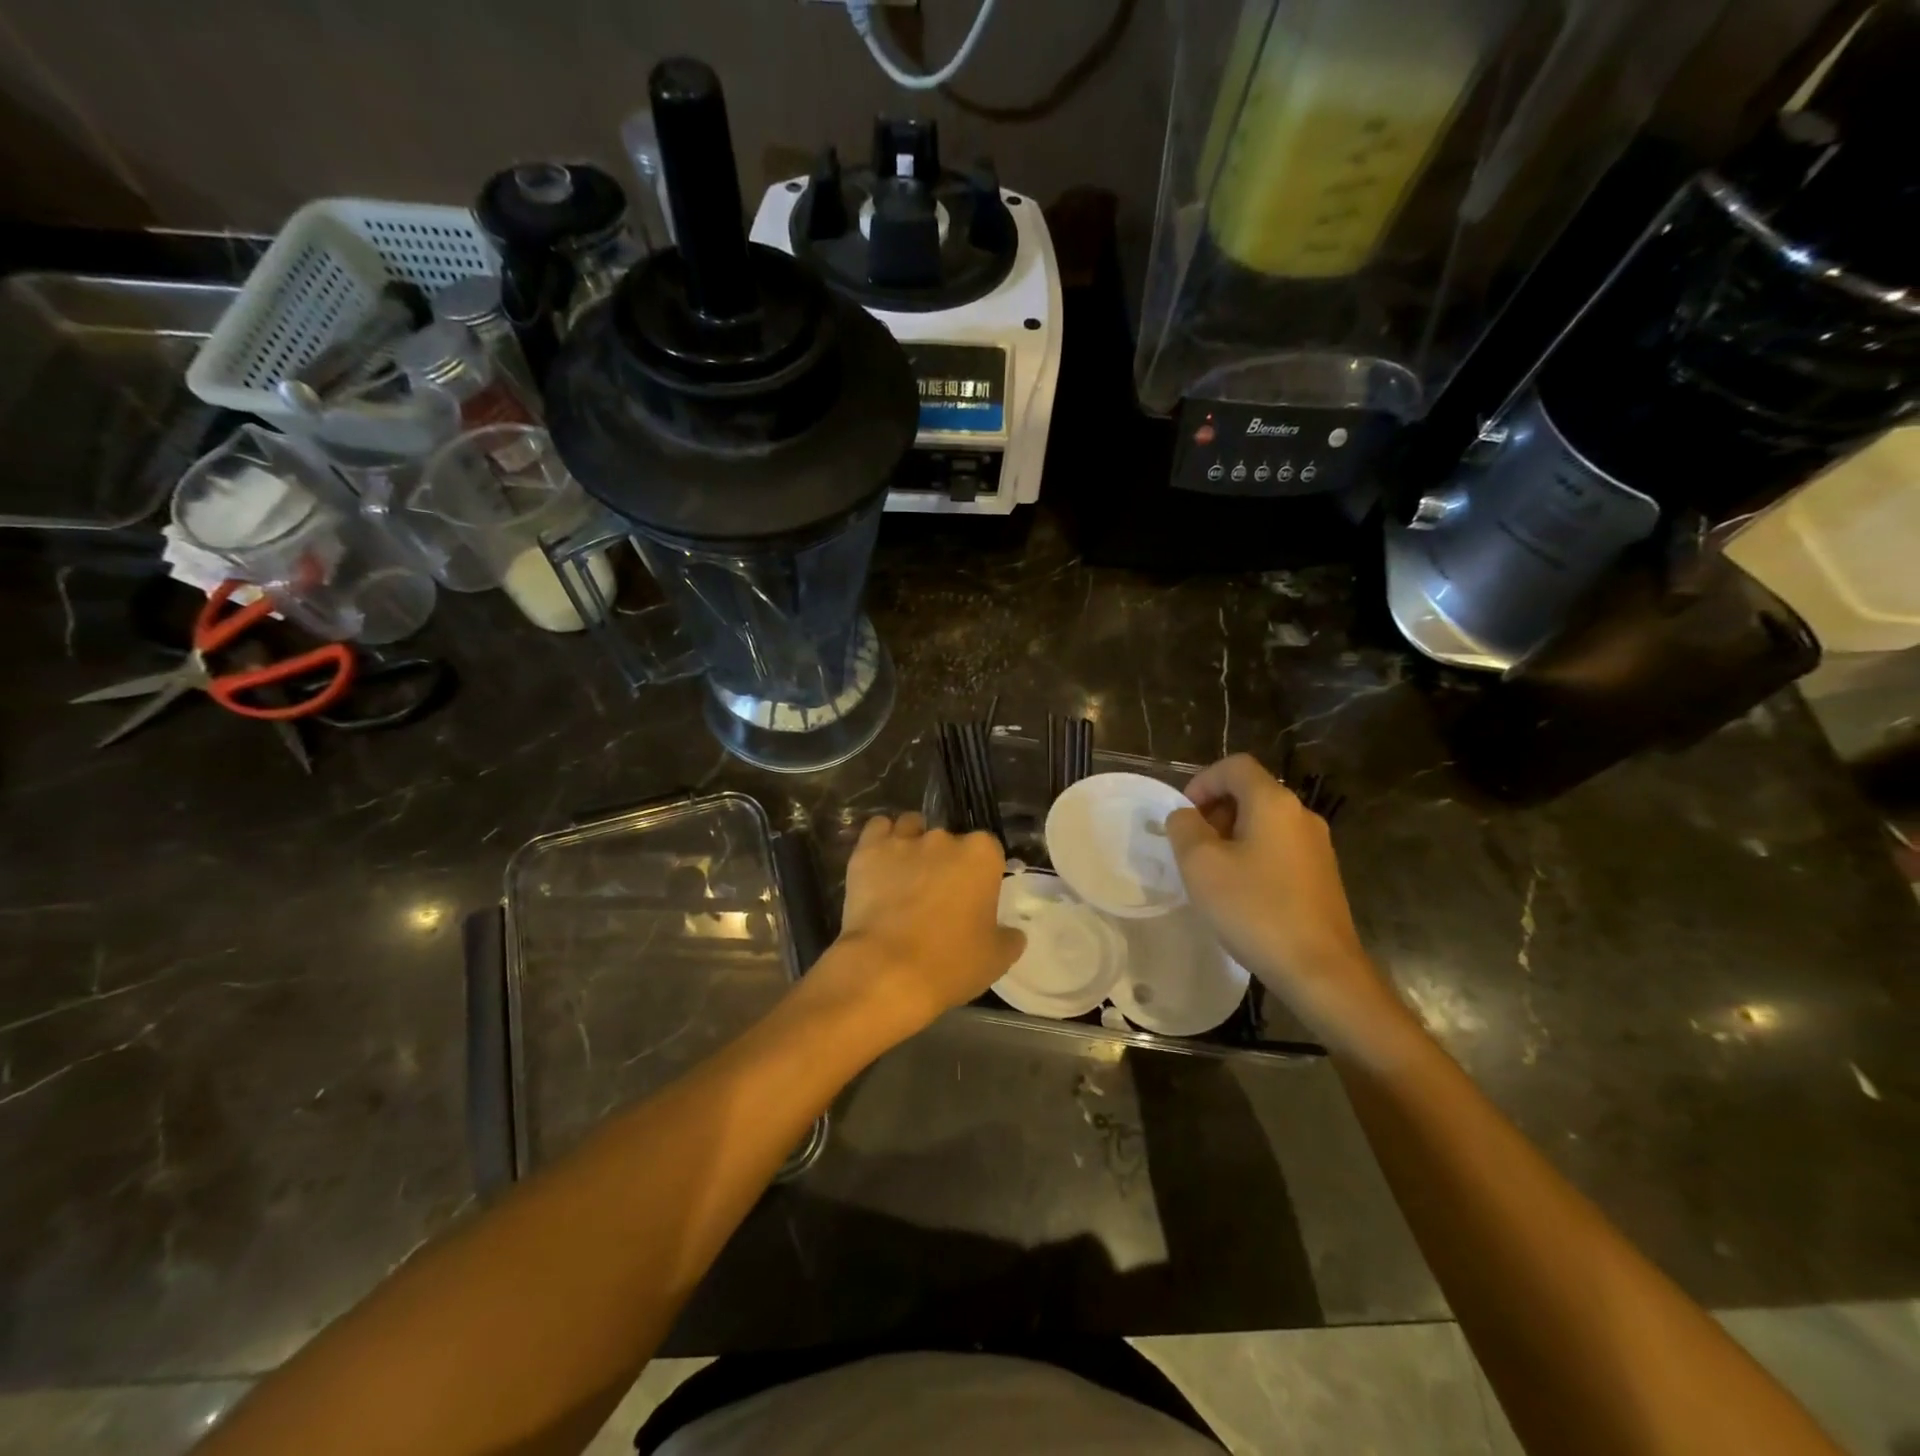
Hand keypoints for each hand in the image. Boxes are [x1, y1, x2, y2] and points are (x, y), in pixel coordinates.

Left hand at [818, 813, 1025, 1040]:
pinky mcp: (868, 850)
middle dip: (947, 860)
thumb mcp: (996, 959)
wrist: (887, 971)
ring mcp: (904, 840)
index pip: (989, 850)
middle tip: (939, 894)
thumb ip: (1009, 937)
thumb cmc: (950, 964)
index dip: (982, 872)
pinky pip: (878, 828)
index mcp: (982, 856)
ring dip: (913, 842)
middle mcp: (945, 838)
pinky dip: (881, 840)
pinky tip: (881, 861)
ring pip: (912, 827)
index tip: (975, 896)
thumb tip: (1013, 932)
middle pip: (950, 840)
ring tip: (907, 873)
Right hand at [1165, 755, 1390, 1039]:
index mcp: (1274, 802)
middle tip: (1192, 846)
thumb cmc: (1255, 910)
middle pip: (1251, 792)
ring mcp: (1317, 846)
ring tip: (1212, 873)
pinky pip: (1279, 848)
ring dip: (1232, 836)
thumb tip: (1186, 816)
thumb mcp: (1201, 865)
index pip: (1235, 766)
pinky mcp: (1322, 875)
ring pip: (1265, 822)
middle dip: (1215, 810)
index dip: (1202, 782)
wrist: (1320, 970)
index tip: (1183, 815)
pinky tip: (1241, 893)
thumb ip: (1184, 828)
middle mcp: (1301, 815)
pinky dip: (1253, 856)